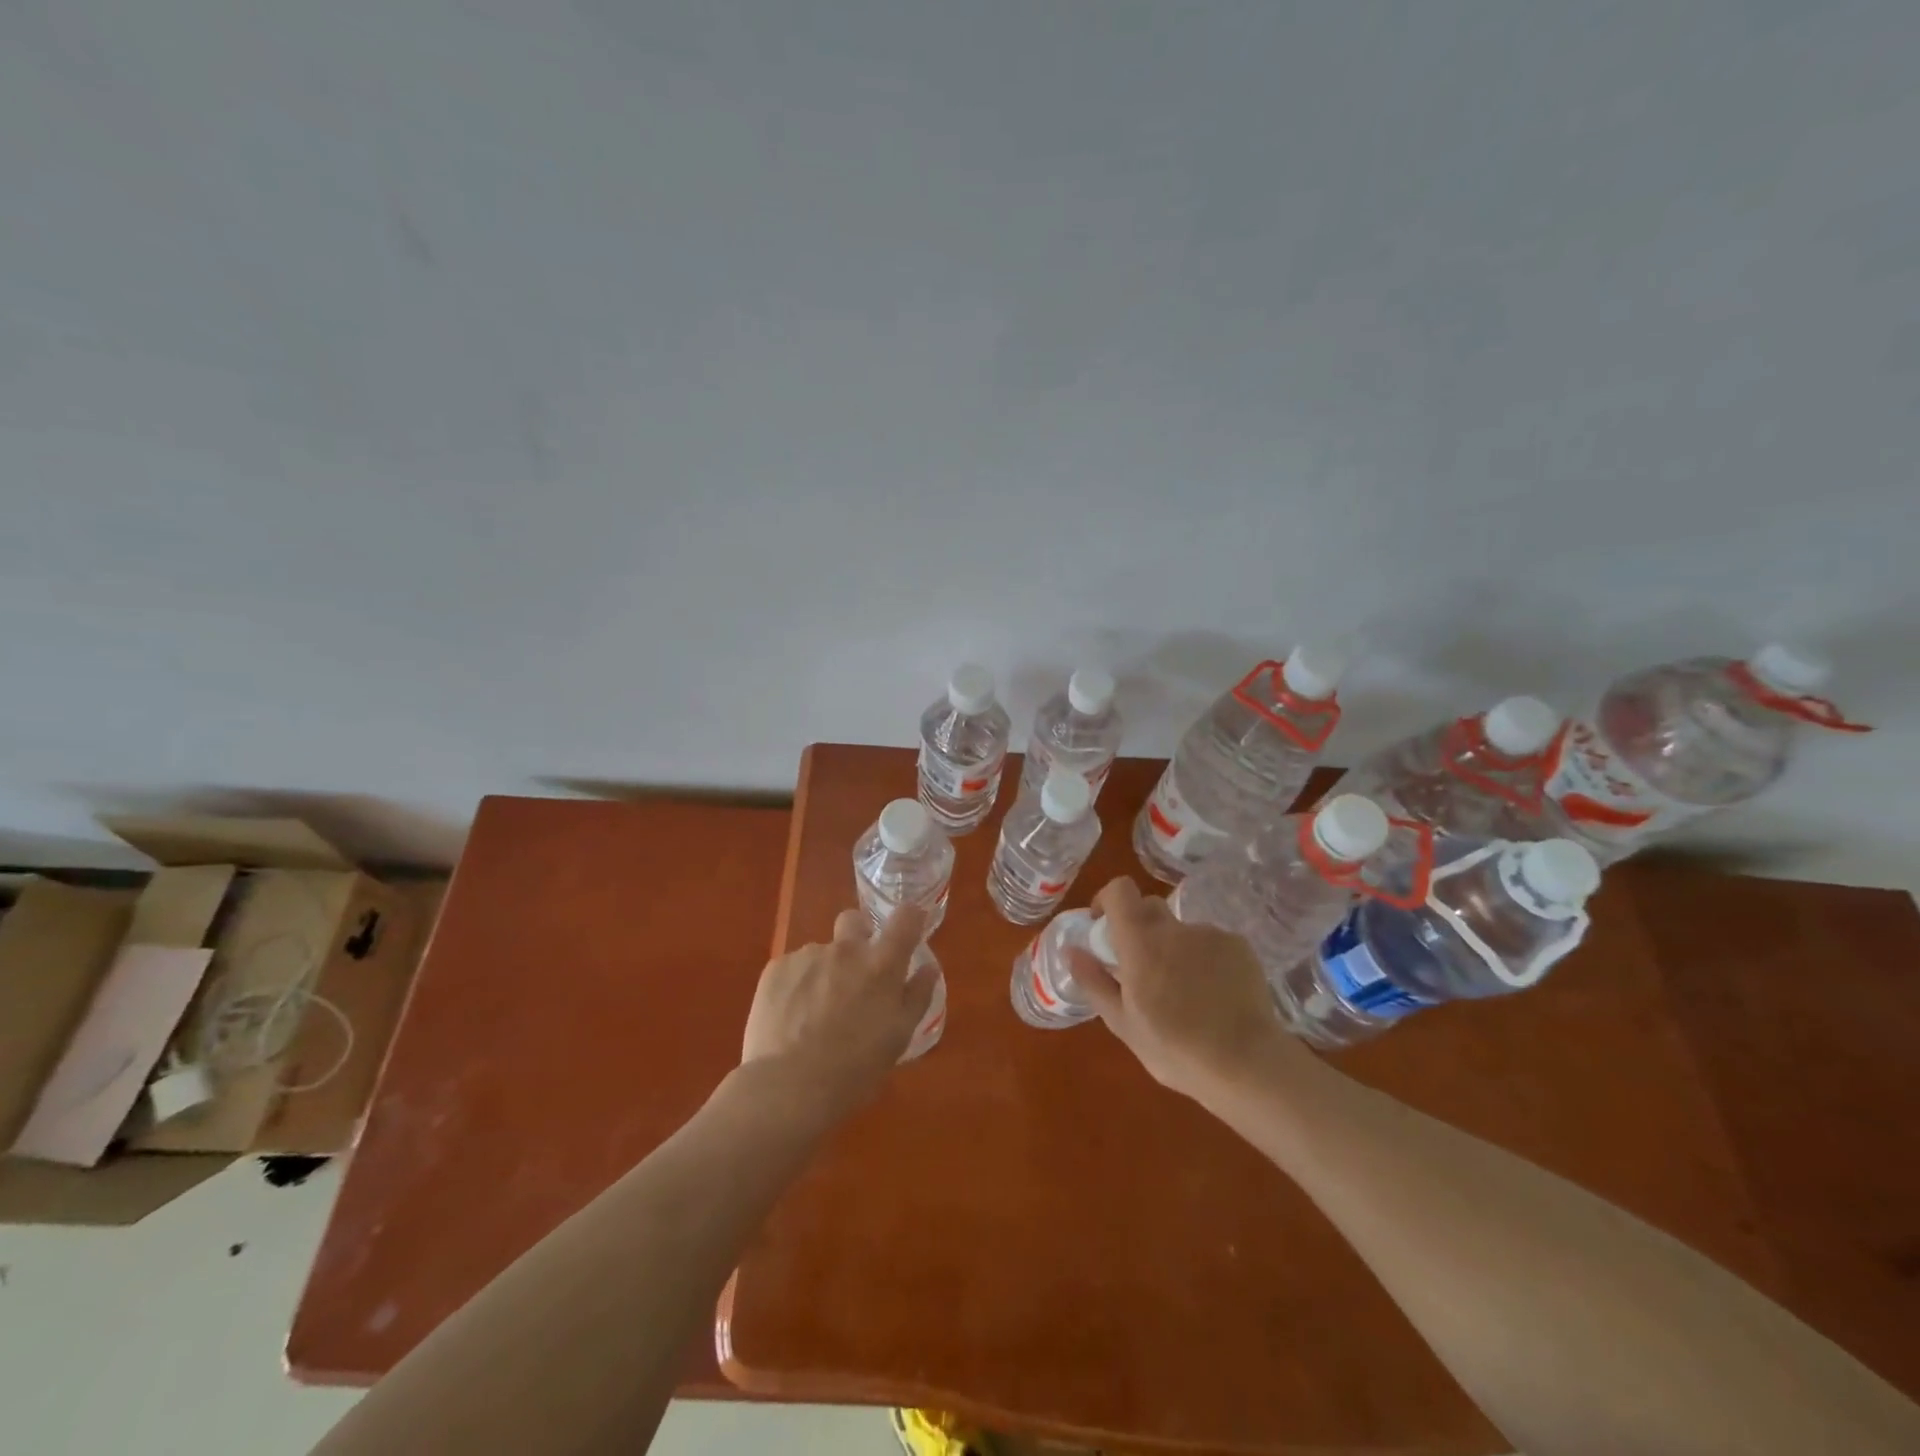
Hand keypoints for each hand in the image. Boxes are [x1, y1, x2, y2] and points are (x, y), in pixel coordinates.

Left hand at [741, 906, 936, 1114]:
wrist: (787, 1087)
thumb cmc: (854, 1069)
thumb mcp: (898, 1038)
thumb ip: (916, 996)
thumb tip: (928, 968)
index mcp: (881, 965)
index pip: (905, 918)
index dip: (910, 917)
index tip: (909, 929)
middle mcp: (845, 949)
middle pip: (854, 920)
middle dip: (858, 936)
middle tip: (856, 973)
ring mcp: (808, 955)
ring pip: (821, 952)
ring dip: (825, 970)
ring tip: (815, 1012)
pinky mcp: (776, 968)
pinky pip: (793, 967)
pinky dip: (797, 985)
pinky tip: (791, 1017)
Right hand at [1065, 877, 1307, 1102]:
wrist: (1246, 1064)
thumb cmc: (1175, 1048)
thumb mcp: (1123, 1024)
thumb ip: (1094, 981)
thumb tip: (1071, 950)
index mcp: (1140, 941)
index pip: (1120, 890)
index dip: (1108, 900)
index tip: (1104, 925)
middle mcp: (1174, 928)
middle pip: (1150, 908)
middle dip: (1140, 928)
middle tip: (1142, 967)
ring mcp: (1210, 934)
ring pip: (1182, 932)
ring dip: (1176, 950)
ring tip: (1186, 993)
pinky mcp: (1239, 947)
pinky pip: (1211, 944)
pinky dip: (1206, 961)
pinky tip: (1214, 996)